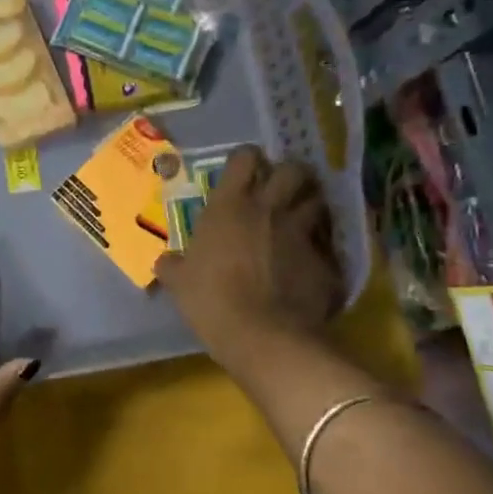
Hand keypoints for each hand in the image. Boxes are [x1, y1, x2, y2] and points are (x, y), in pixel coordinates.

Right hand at [154, 146, 343, 367]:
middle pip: (292, 169)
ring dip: (310, 204)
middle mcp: (269, 209)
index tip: (241, 171)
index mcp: (229, 206)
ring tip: (301, 218)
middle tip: (279, 190)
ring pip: (318, 200)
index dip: (245, 160)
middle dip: (288, 174)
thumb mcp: (179, 283)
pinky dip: (321, 247)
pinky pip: (327, 244)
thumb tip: (165, 262)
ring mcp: (302, 232)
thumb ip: (173, 265)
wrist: (263, 335)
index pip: (244, 158)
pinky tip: (311, 261)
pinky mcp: (325, 260)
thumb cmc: (211, 301)